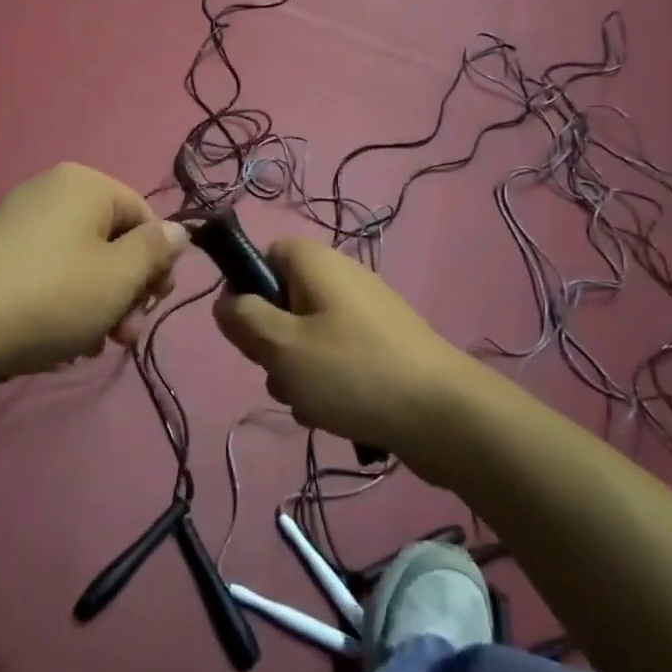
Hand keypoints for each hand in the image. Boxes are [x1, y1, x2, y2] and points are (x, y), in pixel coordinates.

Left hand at [0, 163, 188, 393]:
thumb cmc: (51, 295)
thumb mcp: (120, 276)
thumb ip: (156, 250)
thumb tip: (179, 231)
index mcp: (86, 185)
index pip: (145, 216)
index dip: (157, 263)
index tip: (152, 305)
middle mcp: (52, 192)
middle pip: (112, 241)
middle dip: (125, 292)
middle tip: (122, 337)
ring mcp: (18, 222)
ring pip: (80, 264)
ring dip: (95, 307)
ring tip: (86, 347)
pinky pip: (46, 275)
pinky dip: (60, 306)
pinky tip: (54, 344)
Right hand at [213, 239, 478, 462]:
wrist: (445, 416)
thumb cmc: (353, 372)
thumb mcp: (281, 346)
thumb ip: (243, 319)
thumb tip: (225, 302)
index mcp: (316, 262)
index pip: (264, 255)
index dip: (248, 290)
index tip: (250, 329)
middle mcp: (342, 278)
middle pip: (284, 301)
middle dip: (273, 342)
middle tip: (280, 372)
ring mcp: (367, 313)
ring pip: (308, 336)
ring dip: (298, 371)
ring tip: (311, 402)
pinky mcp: (384, 347)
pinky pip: (338, 358)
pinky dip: (329, 384)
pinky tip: (336, 414)